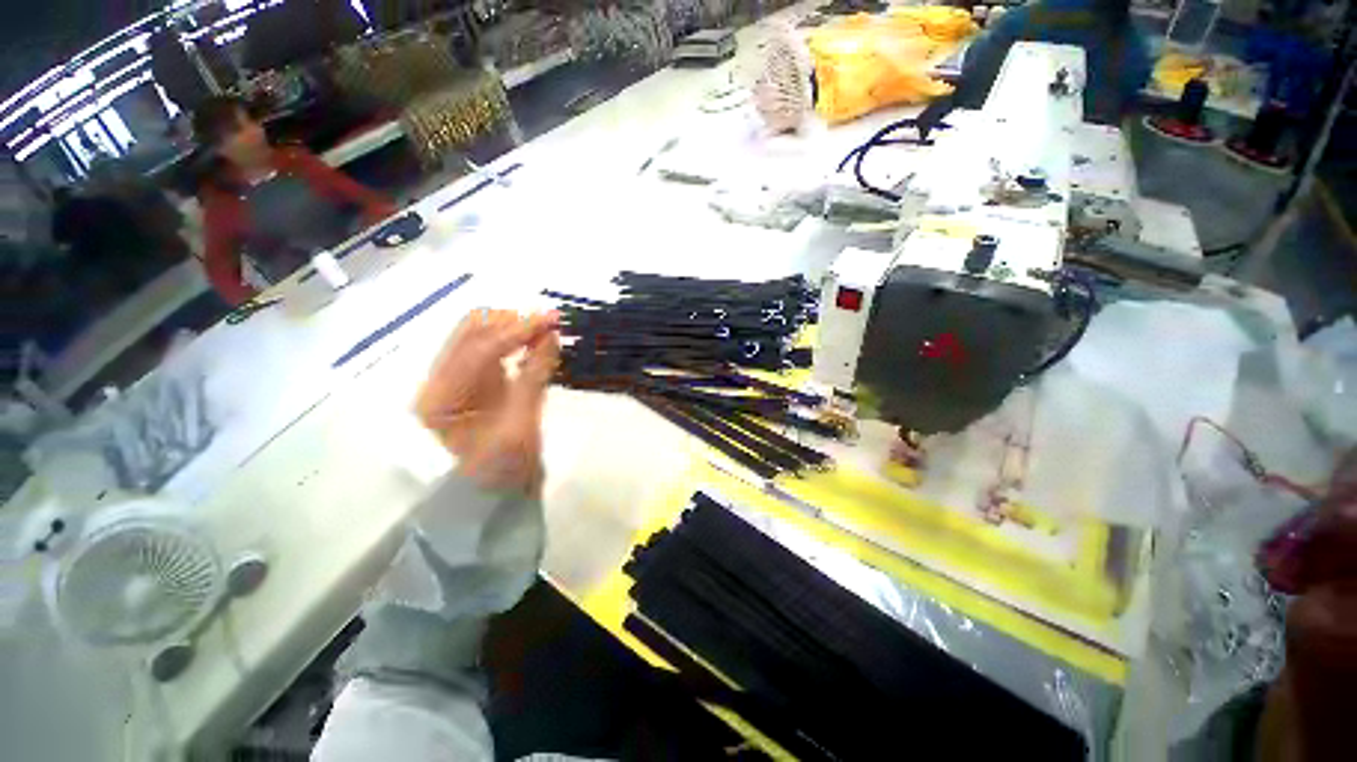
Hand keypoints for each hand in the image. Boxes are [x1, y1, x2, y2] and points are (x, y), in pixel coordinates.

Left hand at [415, 310, 558, 494]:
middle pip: (471, 332)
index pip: (479, 349)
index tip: (552, 319)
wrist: (496, 495)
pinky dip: (515, 342)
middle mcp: (439, 380)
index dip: (518, 330)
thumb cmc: (503, 469)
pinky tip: (536, 343)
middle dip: (512, 321)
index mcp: (440, 397)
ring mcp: (456, 379)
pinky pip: (494, 350)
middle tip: (551, 322)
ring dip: (513, 327)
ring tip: (547, 329)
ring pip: (480, 336)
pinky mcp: (475, 382)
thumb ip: (534, 377)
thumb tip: (552, 336)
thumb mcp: (521, 426)